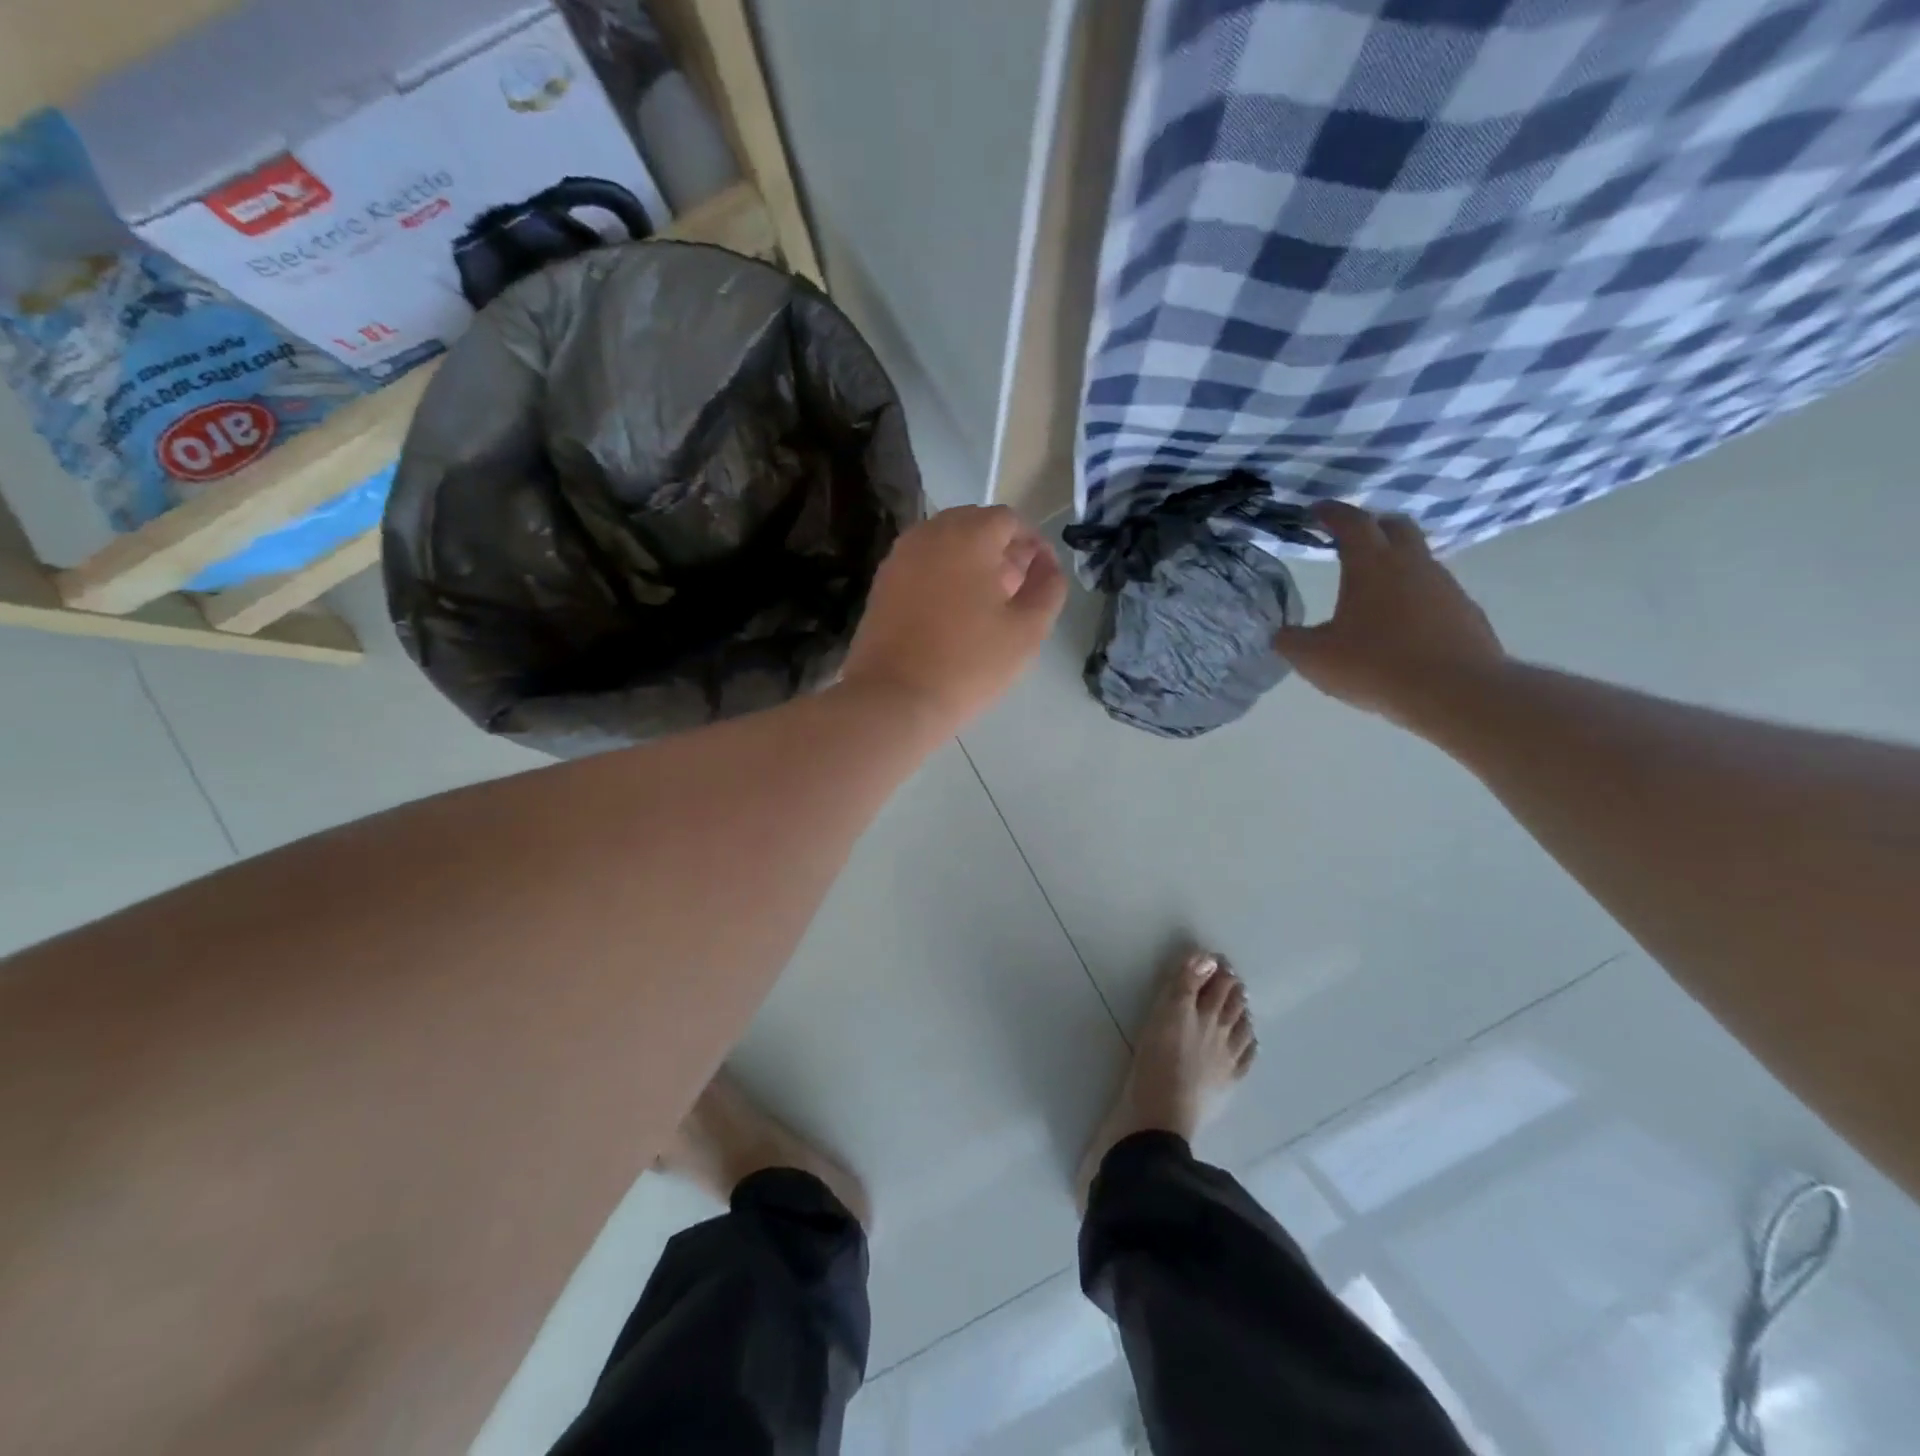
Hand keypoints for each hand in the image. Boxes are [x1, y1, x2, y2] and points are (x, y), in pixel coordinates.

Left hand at [841, 505, 1067, 732]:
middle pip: (973, 525)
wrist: (894, 698)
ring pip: (944, 545)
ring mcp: (899, 557)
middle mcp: (929, 534)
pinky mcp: (882, 584)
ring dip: (970, 562)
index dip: (1031, 545)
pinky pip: (921, 565)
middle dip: (1000, 550)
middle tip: (1016, 591)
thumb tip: (1048, 566)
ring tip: (985, 604)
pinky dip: (942, 576)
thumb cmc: (968, 663)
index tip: (1042, 577)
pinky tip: (952, 614)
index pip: (1009, 520)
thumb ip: (1048, 589)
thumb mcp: (1027, 630)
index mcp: (968, 535)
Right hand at [1274, 503, 1505, 727]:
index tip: (1315, 510)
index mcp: (1371, 565)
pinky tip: (1400, 625)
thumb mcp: (1314, 659)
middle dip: (1371, 526)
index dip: (1331, 512)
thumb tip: (1281, 634)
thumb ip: (1290, 641)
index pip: (1351, 522)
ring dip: (1394, 564)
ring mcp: (1444, 585)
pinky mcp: (1464, 611)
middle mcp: (1412, 564)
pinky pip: (1433, 591)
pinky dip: (1413, 596)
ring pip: (1417, 559)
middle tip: (1349, 539)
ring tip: (1371, 590)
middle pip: (1395, 526)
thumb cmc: (1375, 666)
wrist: (1455, 692)